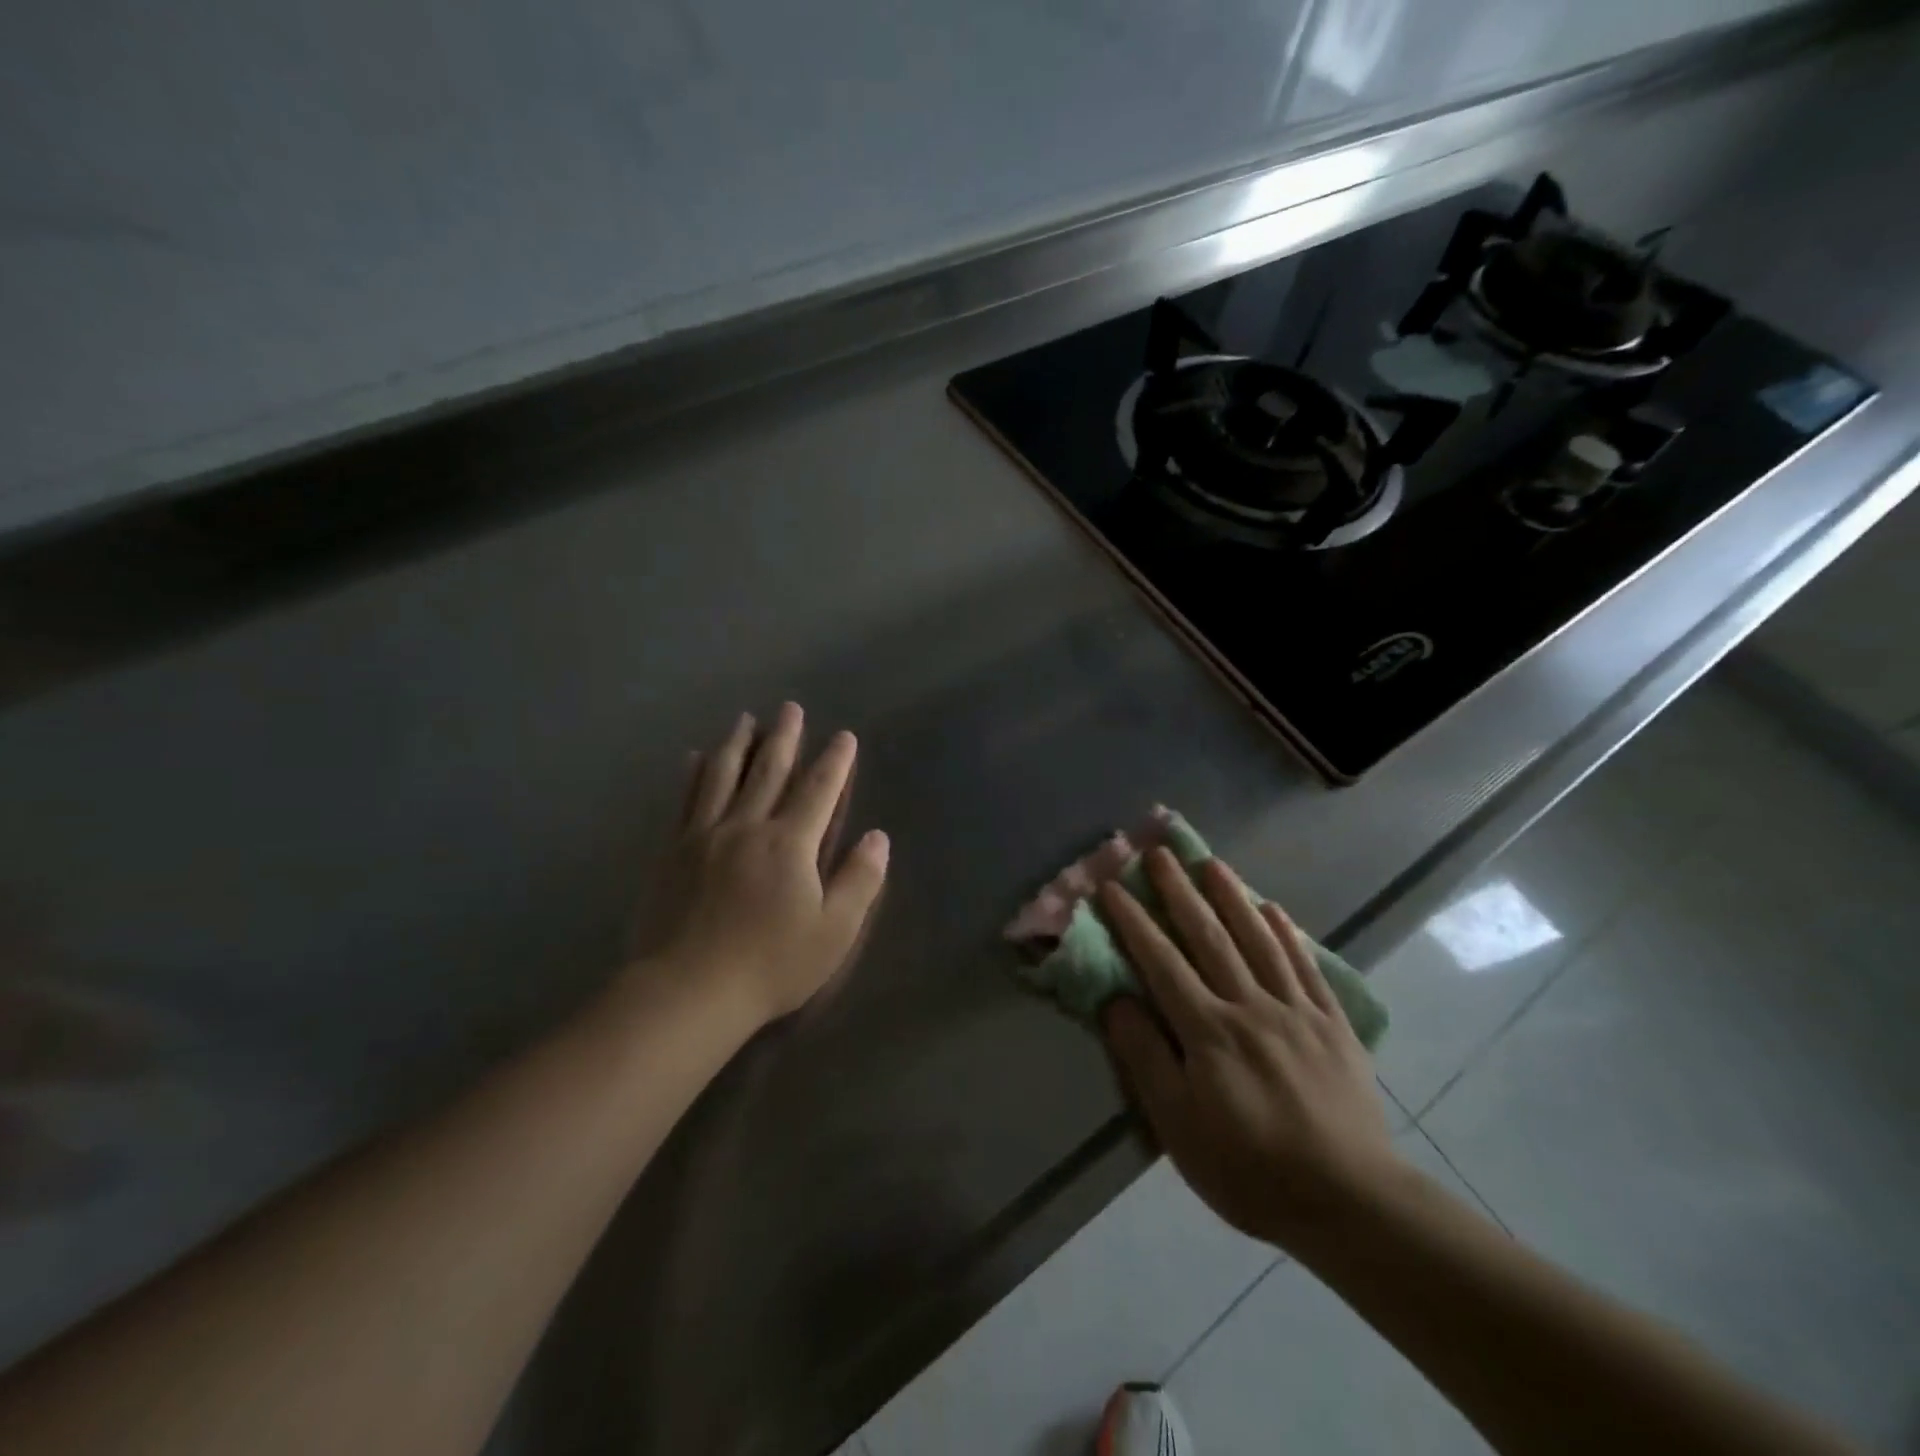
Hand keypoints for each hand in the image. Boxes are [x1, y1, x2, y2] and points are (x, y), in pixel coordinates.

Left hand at [639, 703, 889, 1027]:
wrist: (688, 992)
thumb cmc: (771, 965)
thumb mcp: (834, 931)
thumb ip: (859, 880)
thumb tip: (878, 836)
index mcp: (790, 843)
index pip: (818, 790)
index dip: (834, 761)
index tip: (843, 736)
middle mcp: (747, 826)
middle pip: (769, 771)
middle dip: (784, 737)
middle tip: (790, 708)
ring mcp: (704, 835)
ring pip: (723, 776)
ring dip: (737, 743)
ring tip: (745, 718)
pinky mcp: (672, 851)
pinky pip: (684, 800)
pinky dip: (692, 774)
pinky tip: (693, 758)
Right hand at [1098, 850, 1401, 1249]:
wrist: (1351, 1203)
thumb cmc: (1250, 1170)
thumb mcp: (1179, 1128)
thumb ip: (1146, 1058)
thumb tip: (1117, 1000)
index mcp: (1208, 1031)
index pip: (1161, 962)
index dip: (1134, 920)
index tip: (1112, 885)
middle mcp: (1250, 1006)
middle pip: (1208, 937)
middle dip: (1179, 891)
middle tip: (1159, 851)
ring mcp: (1295, 1010)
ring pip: (1258, 940)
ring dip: (1232, 897)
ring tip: (1212, 862)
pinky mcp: (1332, 1024)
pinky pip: (1305, 966)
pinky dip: (1288, 933)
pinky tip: (1274, 908)